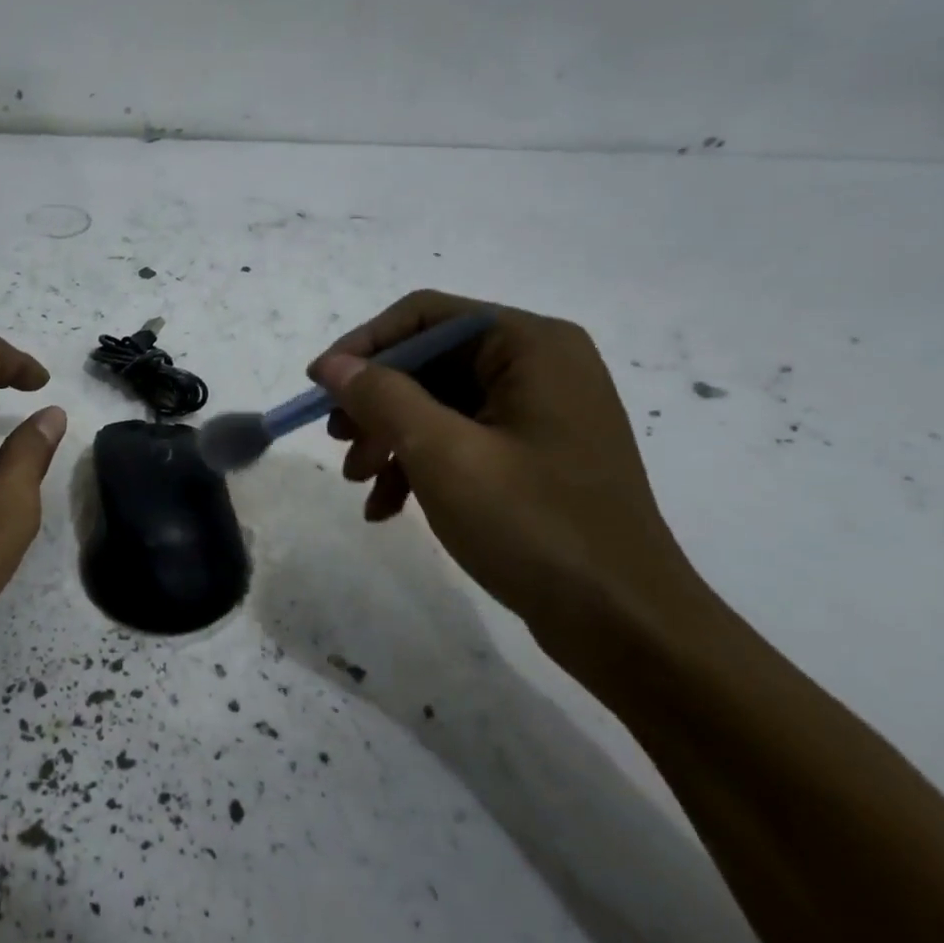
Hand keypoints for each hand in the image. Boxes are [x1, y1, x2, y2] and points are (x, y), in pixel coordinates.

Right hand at [310, 290, 715, 672]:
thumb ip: (382, 397)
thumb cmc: (534, 525)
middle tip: (339, 443)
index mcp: (530, 345)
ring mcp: (540, 413)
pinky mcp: (536, 456)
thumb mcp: (442, 454)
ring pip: (438, 405)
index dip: (364, 346)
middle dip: (376, 403)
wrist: (625, 626)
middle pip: (429, 362)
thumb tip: (332, 363)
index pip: (425, 316)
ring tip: (358, 482)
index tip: (319, 386)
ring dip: (390, 439)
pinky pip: (461, 440)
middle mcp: (539, 366)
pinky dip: (419, 466)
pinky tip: (388, 508)